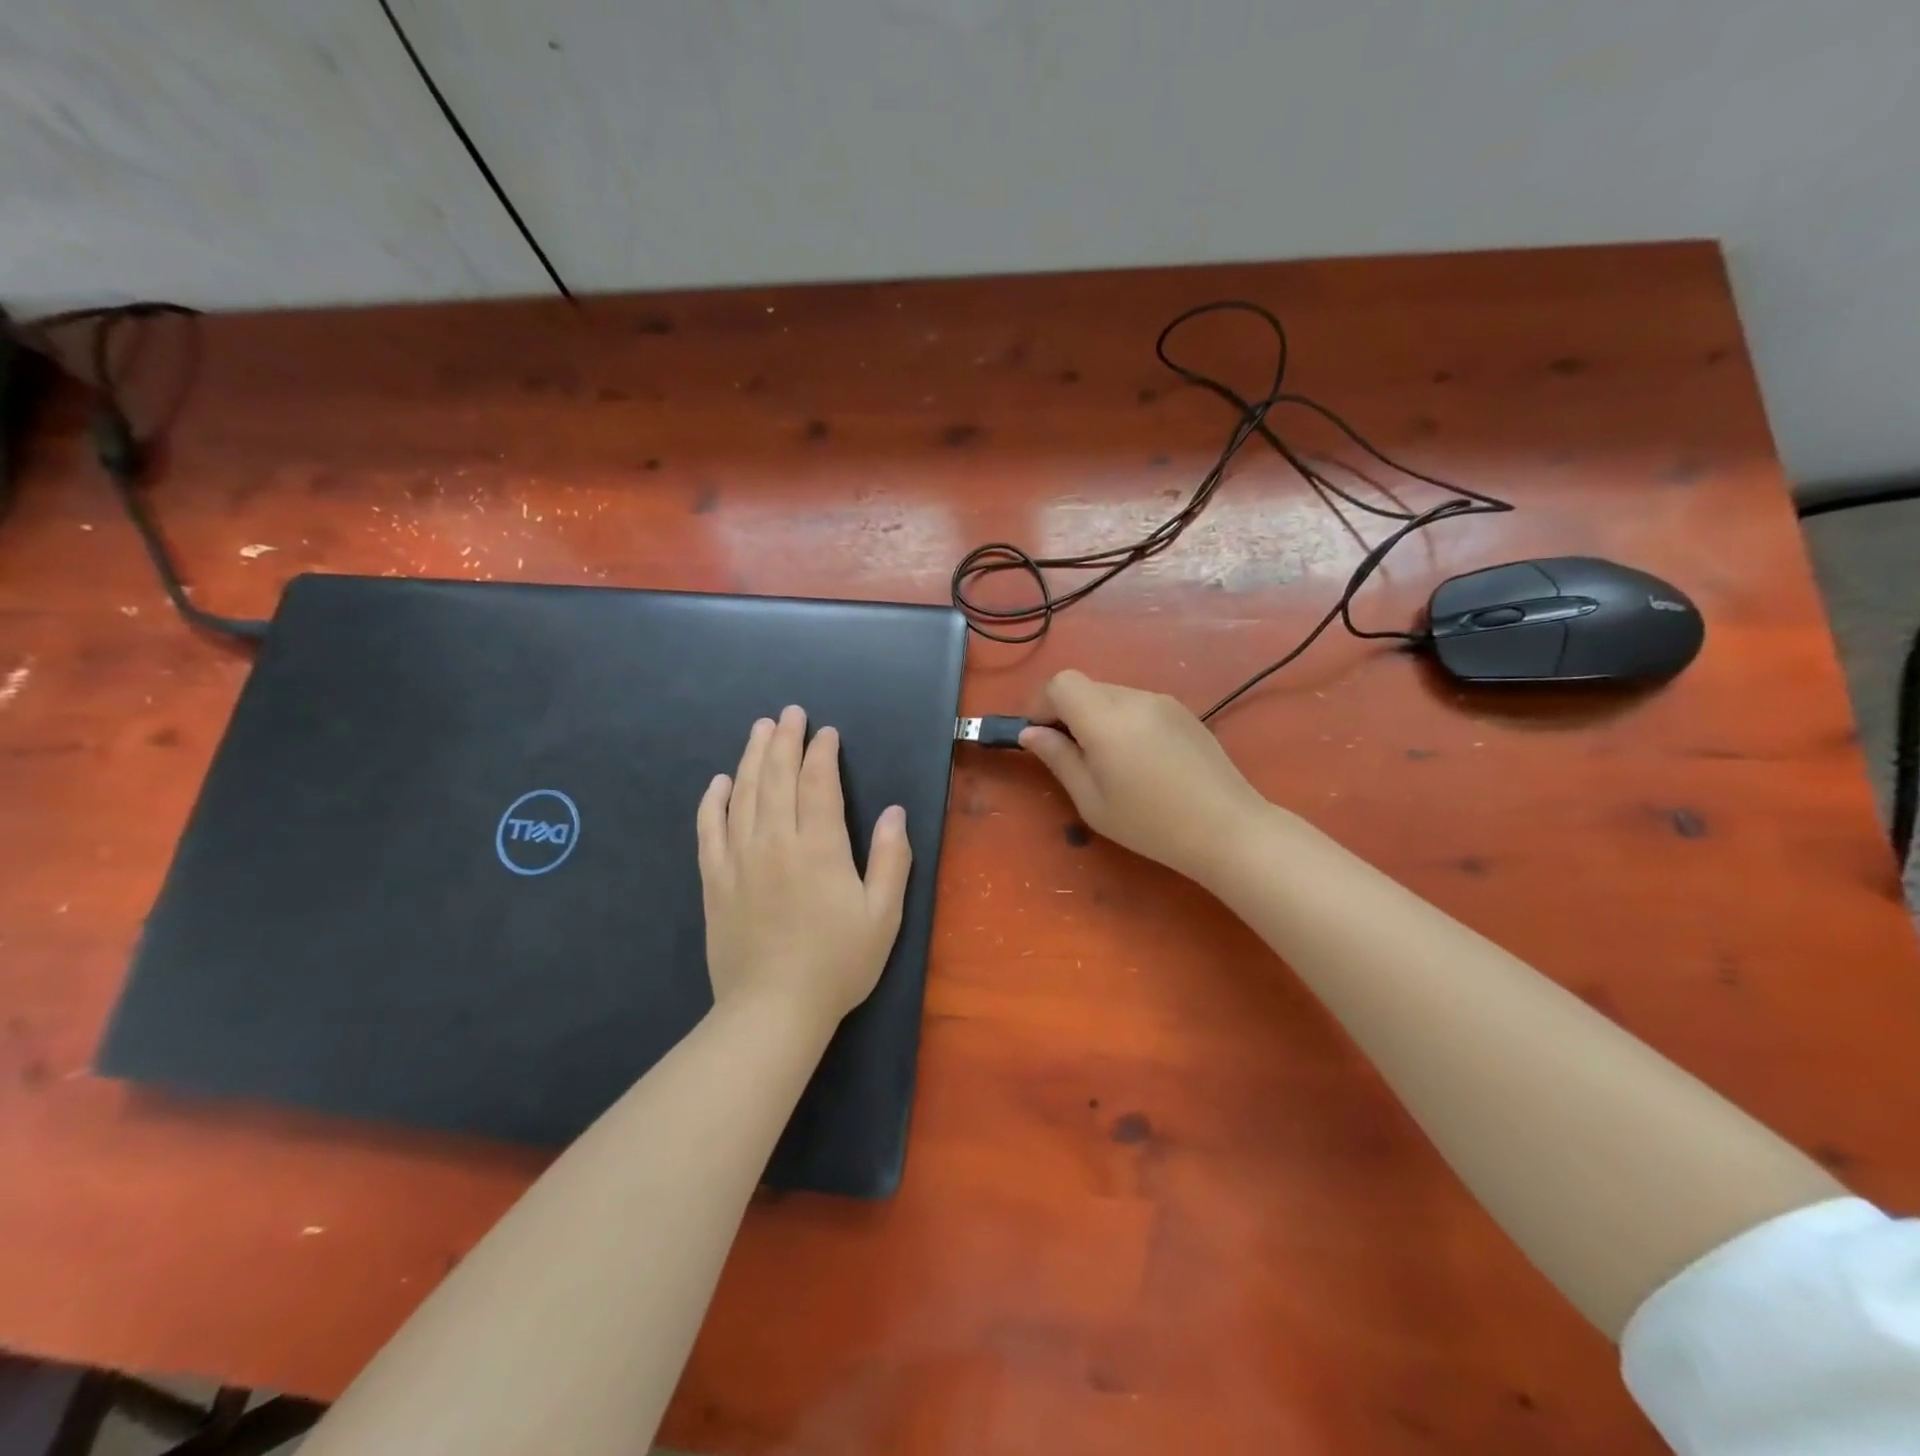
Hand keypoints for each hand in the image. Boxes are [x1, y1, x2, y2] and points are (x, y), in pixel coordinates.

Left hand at [697, 706, 911, 1028]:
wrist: (772, 1010)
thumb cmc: (837, 963)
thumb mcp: (883, 915)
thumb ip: (890, 859)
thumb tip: (893, 812)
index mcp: (819, 847)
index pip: (819, 783)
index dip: (822, 753)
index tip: (826, 732)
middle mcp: (775, 842)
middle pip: (778, 777)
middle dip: (785, 740)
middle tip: (790, 713)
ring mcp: (739, 859)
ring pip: (744, 793)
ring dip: (752, 756)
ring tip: (760, 729)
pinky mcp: (714, 880)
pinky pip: (709, 829)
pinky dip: (713, 800)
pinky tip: (719, 781)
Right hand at [1020, 670, 1269, 885]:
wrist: (1228, 829)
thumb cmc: (1151, 824)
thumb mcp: (1092, 801)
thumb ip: (1058, 759)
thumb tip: (1030, 733)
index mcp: (1106, 720)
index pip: (1061, 683)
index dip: (1041, 703)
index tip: (1039, 735)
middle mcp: (1134, 699)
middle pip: (1086, 687)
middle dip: (1067, 712)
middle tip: (1070, 755)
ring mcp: (1163, 702)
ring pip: (1112, 695)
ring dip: (1096, 717)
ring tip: (1108, 762)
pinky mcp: (1183, 712)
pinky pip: (1138, 705)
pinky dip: (1123, 721)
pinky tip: (1139, 760)